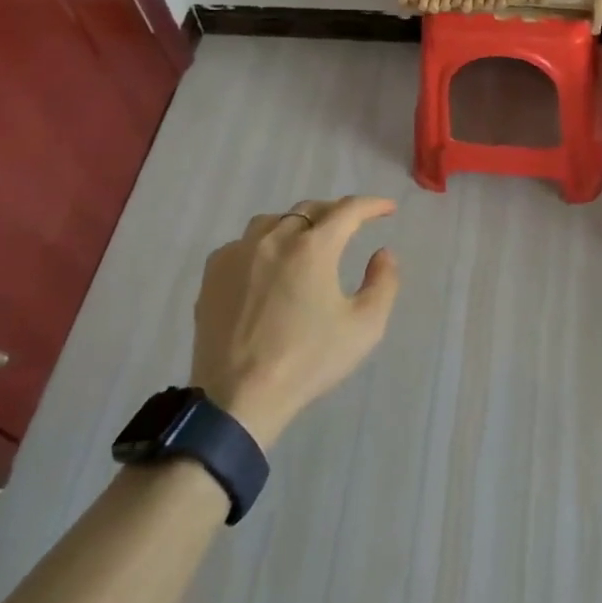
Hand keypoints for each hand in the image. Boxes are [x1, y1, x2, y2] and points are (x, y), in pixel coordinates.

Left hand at [191, 196, 400, 449]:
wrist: (238, 397)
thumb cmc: (308, 361)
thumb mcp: (365, 327)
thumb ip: (383, 283)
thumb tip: (383, 253)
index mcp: (313, 248)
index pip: (348, 210)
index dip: (372, 205)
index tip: (388, 209)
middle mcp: (273, 238)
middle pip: (309, 209)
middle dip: (336, 212)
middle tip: (352, 225)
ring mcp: (237, 253)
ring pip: (273, 221)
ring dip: (297, 224)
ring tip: (308, 242)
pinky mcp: (213, 273)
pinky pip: (243, 243)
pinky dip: (264, 244)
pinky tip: (269, 266)